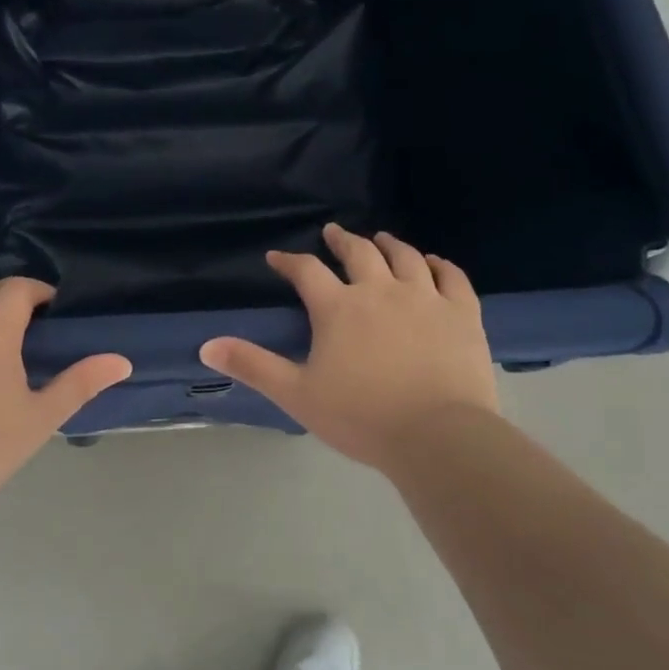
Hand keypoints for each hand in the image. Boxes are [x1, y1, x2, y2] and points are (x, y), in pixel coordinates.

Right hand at [199, 224, 500, 474]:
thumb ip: (252, 365)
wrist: (438, 436)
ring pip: (405, 257)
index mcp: (338, 308)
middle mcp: (380, 290)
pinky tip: (433, 261)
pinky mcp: (462, 313)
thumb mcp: (296, 394)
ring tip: (381, 238)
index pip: (306, 271)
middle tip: (333, 232)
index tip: (277, 258)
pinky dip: (439, 264)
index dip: (289, 261)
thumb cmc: (361, 417)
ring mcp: (425, 298)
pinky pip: (451, 276)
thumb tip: (206, 346)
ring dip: (389, 244)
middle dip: (342, 240)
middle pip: (358, 253)